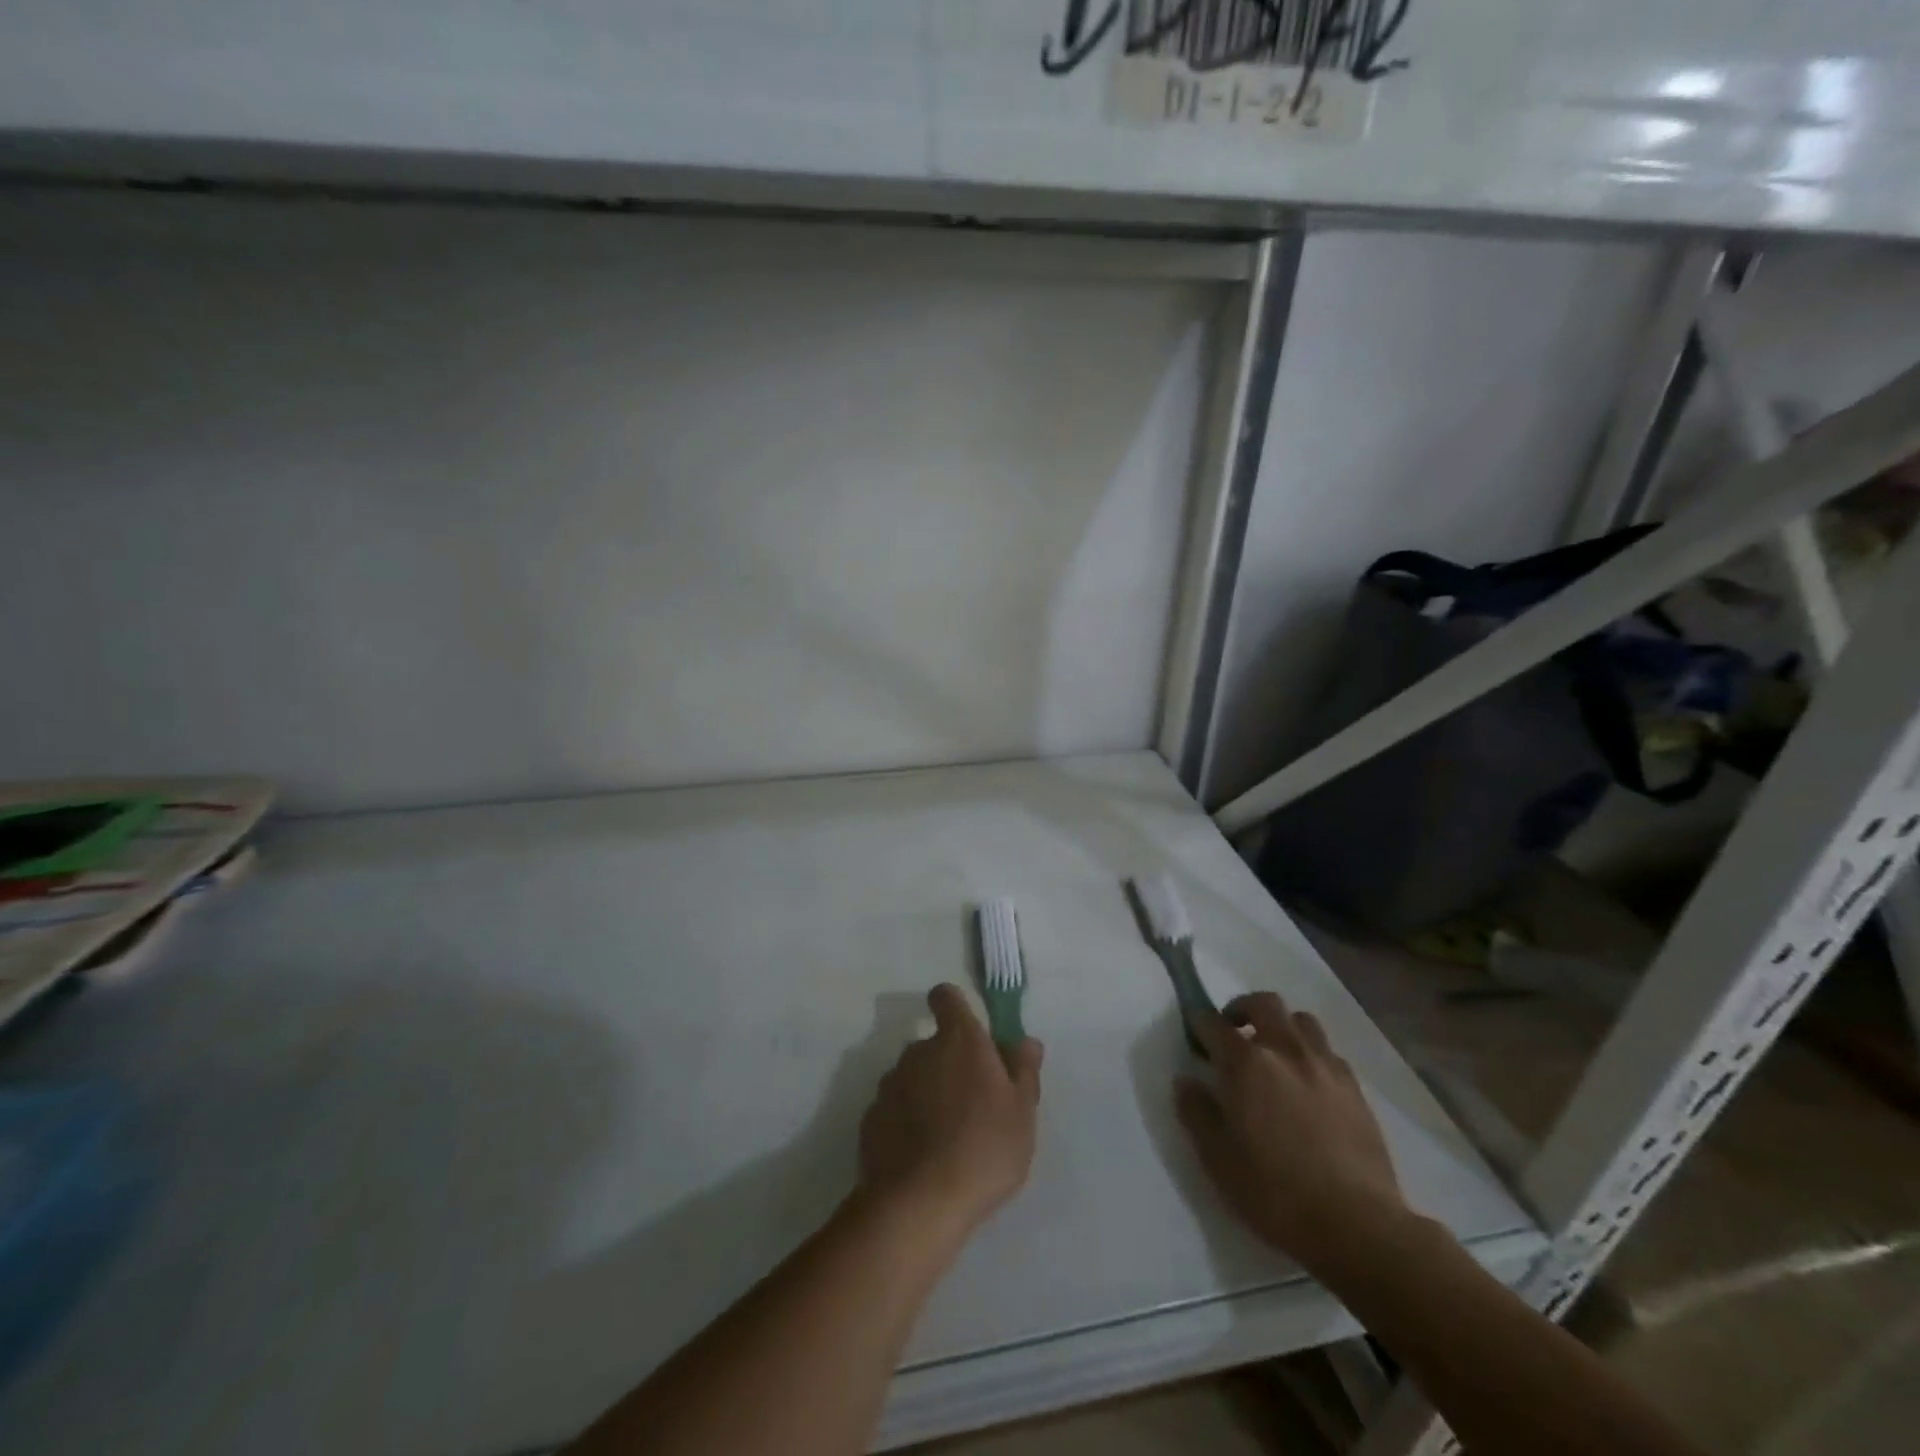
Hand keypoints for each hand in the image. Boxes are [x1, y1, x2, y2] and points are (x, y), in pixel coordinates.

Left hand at [858, 984, 1042, 1234]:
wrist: (920, 1202)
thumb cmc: (984, 1148)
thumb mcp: (1022, 1112)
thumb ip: (1023, 1069)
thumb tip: (1025, 1040)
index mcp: (959, 1040)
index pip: (946, 997)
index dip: (954, 1006)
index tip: (967, 1030)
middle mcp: (919, 1051)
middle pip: (933, 1044)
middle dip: (949, 1064)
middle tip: (972, 1104)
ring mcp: (890, 1083)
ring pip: (912, 1076)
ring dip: (927, 1093)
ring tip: (946, 1136)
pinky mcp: (871, 1117)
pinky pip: (894, 1108)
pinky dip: (906, 1121)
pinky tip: (921, 1155)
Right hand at [1176, 991, 1408, 1273]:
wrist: (1357, 1225)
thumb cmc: (1275, 1193)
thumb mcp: (1217, 1159)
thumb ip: (1197, 1112)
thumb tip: (1186, 1081)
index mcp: (1246, 1063)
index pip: (1213, 1023)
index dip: (1199, 1024)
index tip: (1194, 1033)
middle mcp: (1285, 1050)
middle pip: (1264, 1003)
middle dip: (1243, 1009)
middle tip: (1233, 1032)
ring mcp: (1324, 1066)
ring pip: (1301, 1020)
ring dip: (1281, 1026)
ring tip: (1274, 1053)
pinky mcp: (1355, 1088)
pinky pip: (1329, 1052)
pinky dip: (1311, 1054)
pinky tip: (1308, 1083)